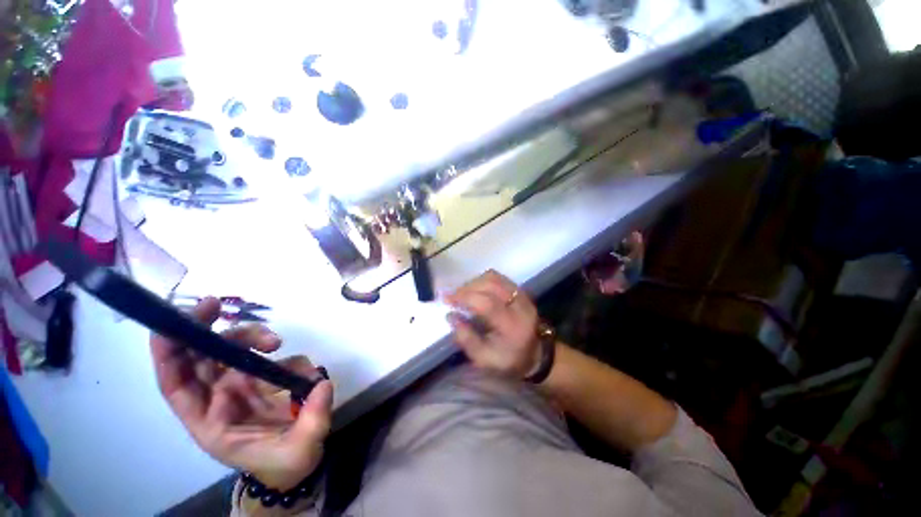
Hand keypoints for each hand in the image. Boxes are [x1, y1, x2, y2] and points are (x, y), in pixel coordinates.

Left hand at [150, 298, 332, 490]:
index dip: (169, 355)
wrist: (295, 464)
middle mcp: (218, 398)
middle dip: (200, 327)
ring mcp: (242, 384)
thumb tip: (322, 384)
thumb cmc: (286, 464)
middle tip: (215, 304)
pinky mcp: (265, 377)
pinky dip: (285, 356)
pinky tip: (304, 373)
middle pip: (199, 357)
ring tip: (276, 342)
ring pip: (233, 348)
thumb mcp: (299, 451)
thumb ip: (312, 418)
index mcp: (210, 422)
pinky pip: (269, 357)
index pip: (177, 385)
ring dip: (250, 336)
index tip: (174, 324)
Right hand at [445, 270, 541, 378]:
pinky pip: (499, 278)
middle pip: (490, 285)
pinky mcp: (521, 290)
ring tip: (462, 293)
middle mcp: (520, 305)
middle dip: (467, 288)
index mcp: (512, 326)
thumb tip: (450, 315)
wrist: (536, 354)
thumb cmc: (508, 360)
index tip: (447, 300)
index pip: (487, 304)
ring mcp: (522, 295)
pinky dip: (483, 280)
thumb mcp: (484, 359)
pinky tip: (475, 289)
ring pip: (494, 278)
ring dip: (474, 282)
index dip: (465, 298)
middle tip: (452, 296)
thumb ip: (466, 338)